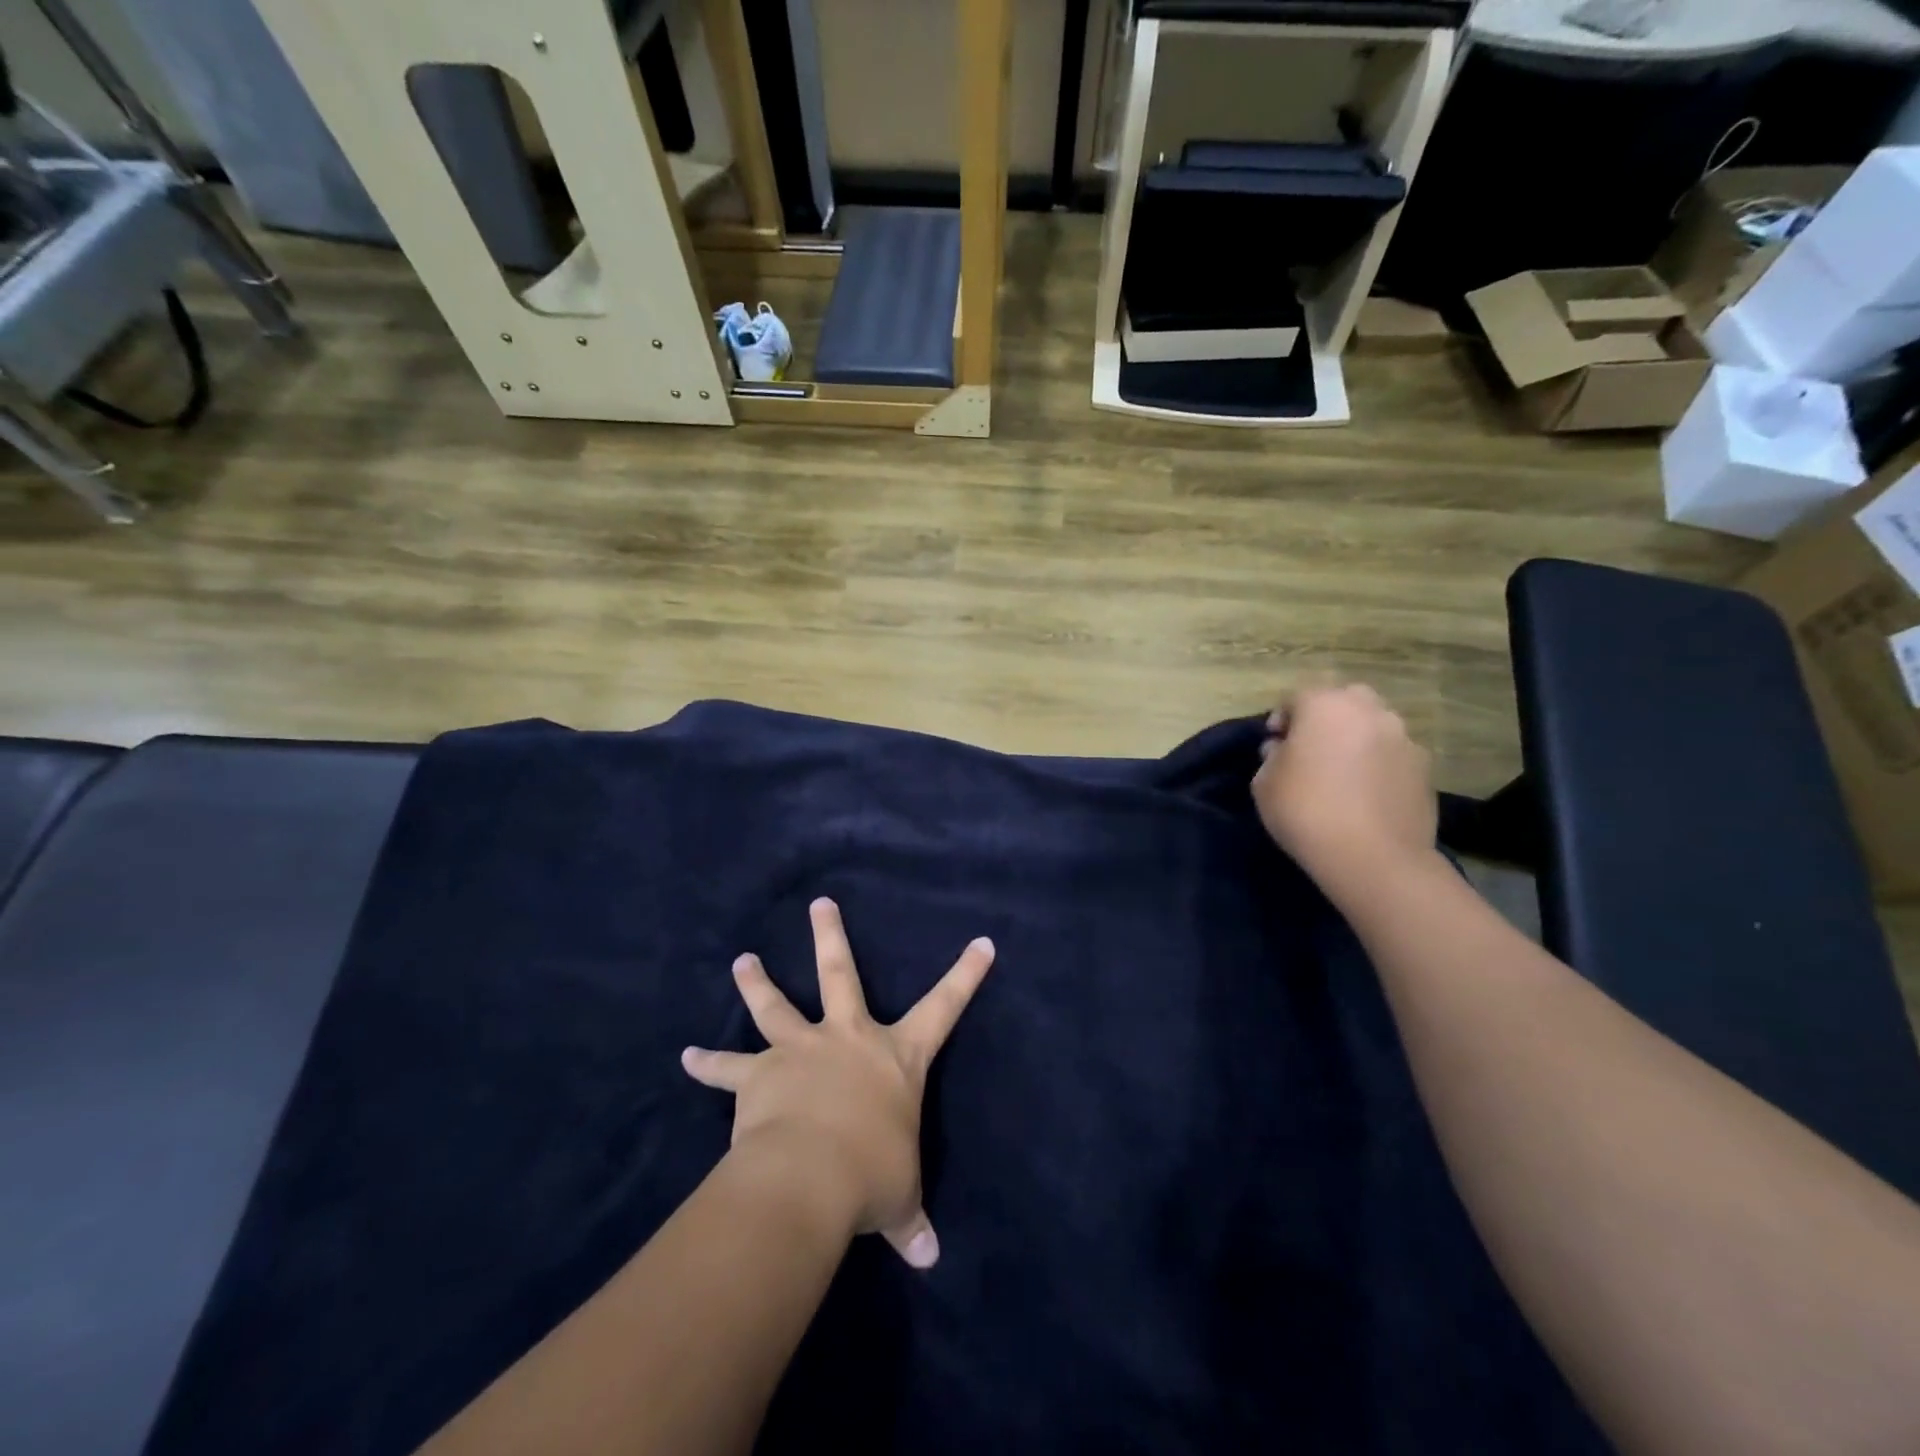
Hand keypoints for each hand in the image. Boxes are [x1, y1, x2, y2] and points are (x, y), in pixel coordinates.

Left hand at [681, 898, 994, 1270]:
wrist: (809, 1176)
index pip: (944, 1007)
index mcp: (895, 1056)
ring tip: (742, 960)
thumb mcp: (899, 1197)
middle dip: (830, 936)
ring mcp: (801, 1050)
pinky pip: (728, 1069)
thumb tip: (928, 1259)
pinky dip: (709, 1064)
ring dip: (757, 982)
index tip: (981, 942)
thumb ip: (910, 1221)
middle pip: (839, 973)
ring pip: (776, 1005)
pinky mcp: (760, 1074)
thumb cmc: (870, 1175)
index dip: (966, 976)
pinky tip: (687, 1057)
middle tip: (818, 903)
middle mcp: (847, 1038)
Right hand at [1251, 683, 1438, 899]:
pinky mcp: (1425, 767)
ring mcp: (1403, 737)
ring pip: (1374, 725)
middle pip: (1344, 700)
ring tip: (1343, 773)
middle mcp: (1369, 710)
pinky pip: (1393, 755)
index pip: (1296, 697)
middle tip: (1311, 750)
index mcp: (1324, 705)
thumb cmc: (1305, 811)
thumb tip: (1285, 749)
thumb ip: (1272, 756)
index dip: (1281, 719)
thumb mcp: (1264, 783)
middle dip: (1326, 718)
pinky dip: (1380, 764)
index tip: (1273, 746)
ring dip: (1357, 739)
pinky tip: (1368, 794)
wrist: (1373, 858)